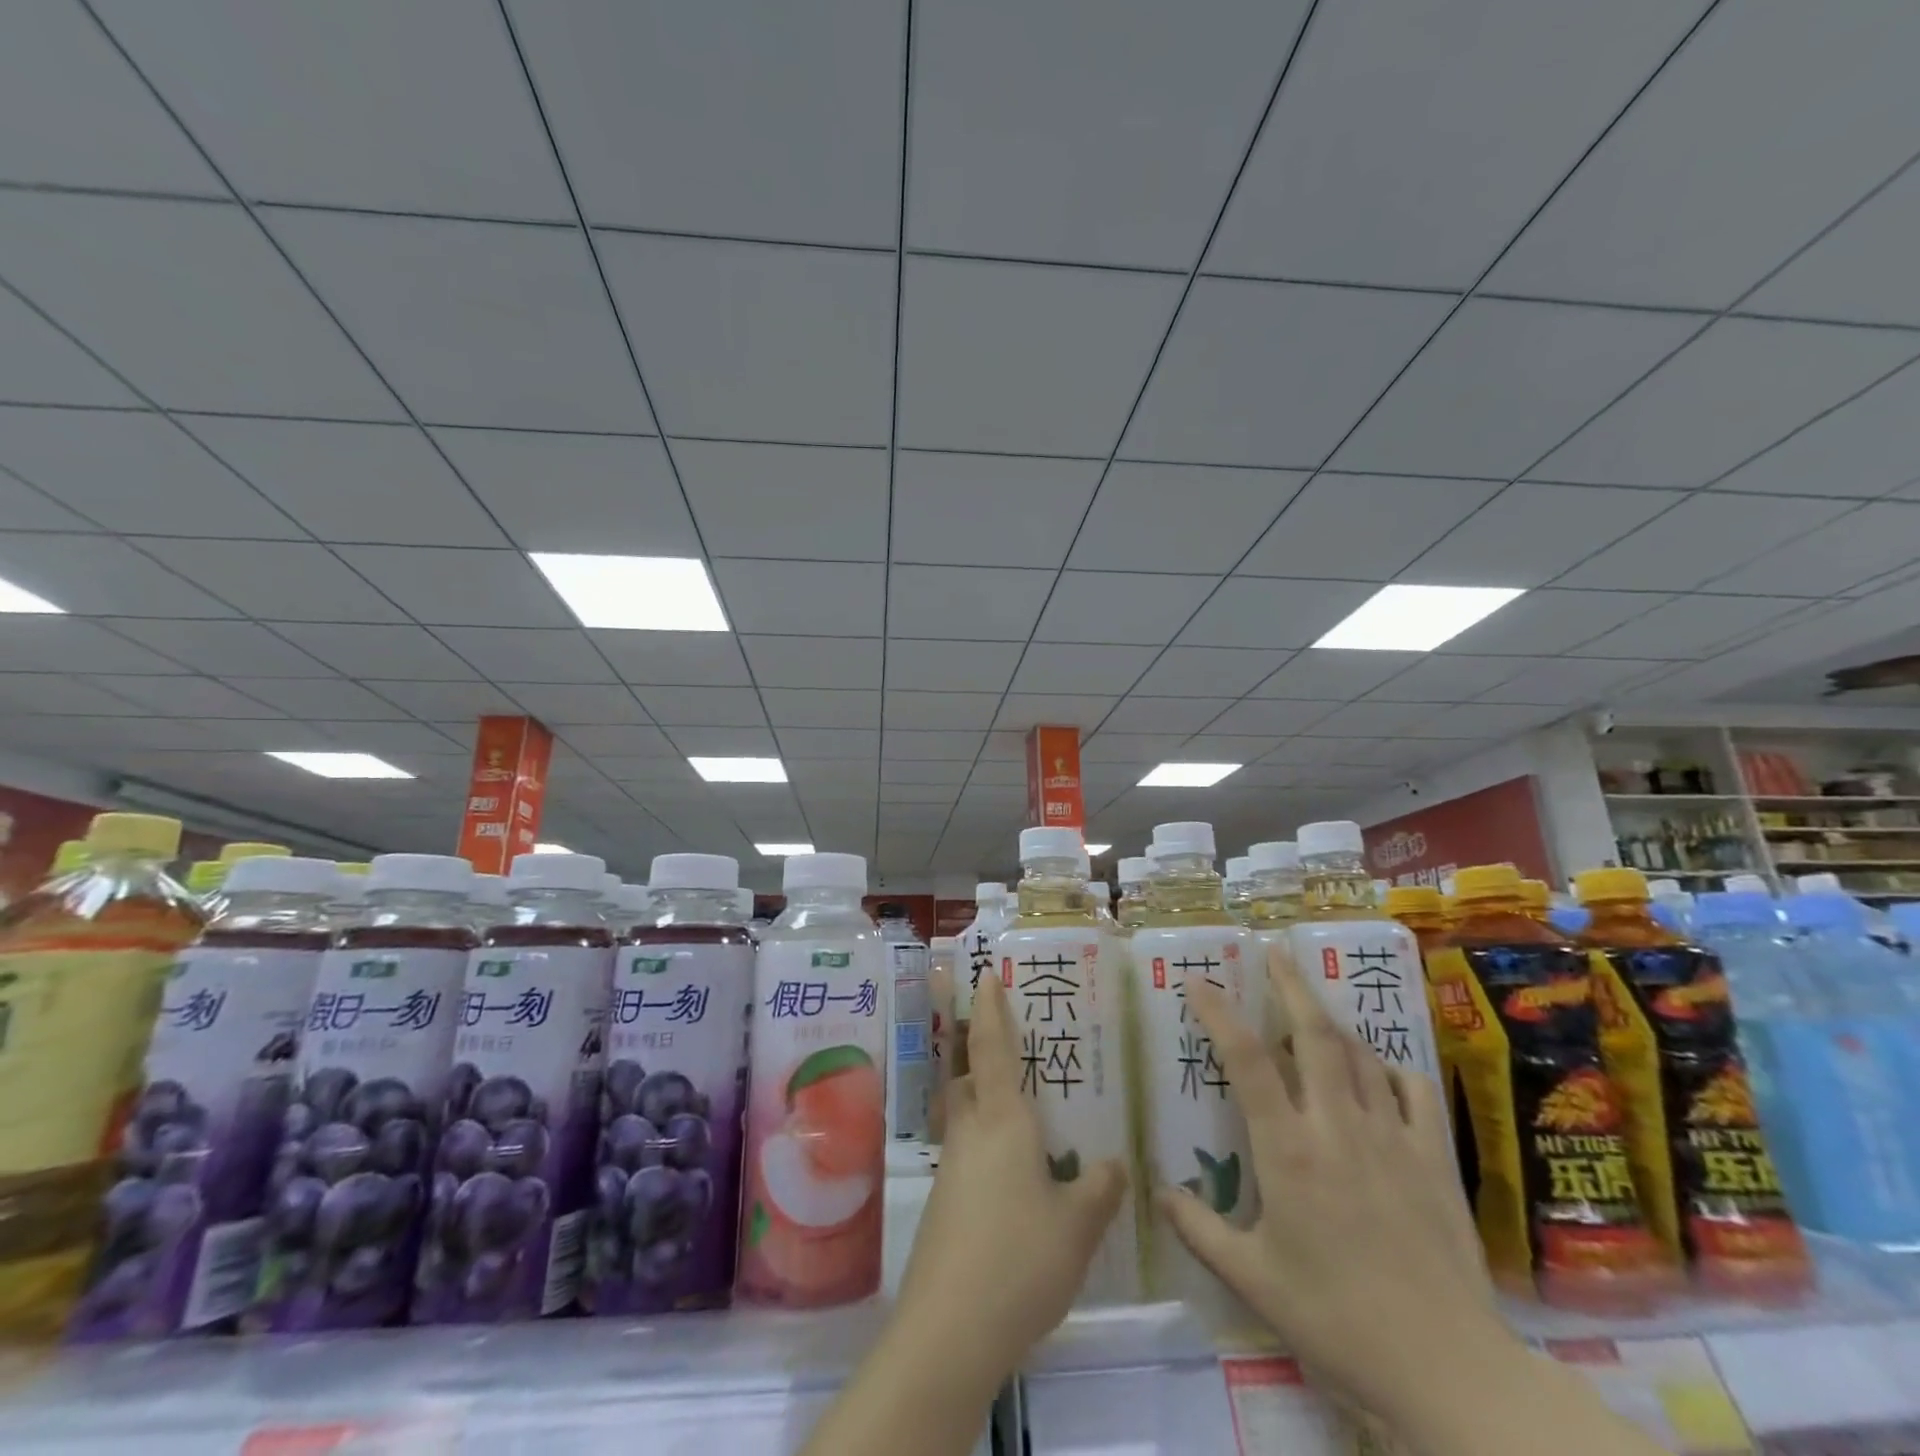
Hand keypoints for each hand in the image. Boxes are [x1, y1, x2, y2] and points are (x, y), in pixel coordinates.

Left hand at [894, 972, 1127, 1380]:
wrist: (948, 1331)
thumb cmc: (1018, 1261)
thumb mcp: (1077, 1227)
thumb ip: (1098, 1189)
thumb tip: (1114, 1163)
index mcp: (1002, 1121)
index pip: (991, 1047)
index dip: (989, 1008)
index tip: (986, 974)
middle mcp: (971, 1132)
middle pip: (970, 1075)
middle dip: (983, 1050)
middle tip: (1015, 1040)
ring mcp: (952, 1167)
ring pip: (968, 1113)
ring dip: (987, 1098)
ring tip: (1027, 1106)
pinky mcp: (945, 1202)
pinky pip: (969, 1150)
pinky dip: (989, 1142)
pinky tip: (1017, 1172)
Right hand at [1159, 951, 1501, 1419]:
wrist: (1450, 1370)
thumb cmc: (1337, 1321)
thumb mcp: (1254, 1281)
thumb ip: (1201, 1230)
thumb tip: (1160, 1192)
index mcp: (1288, 1150)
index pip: (1247, 1060)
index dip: (1219, 1013)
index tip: (1199, 982)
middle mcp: (1337, 1126)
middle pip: (1313, 1033)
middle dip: (1290, 983)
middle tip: (1274, 949)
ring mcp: (1391, 1136)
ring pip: (1359, 1054)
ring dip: (1331, 1020)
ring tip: (1312, 1002)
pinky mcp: (1434, 1158)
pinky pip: (1413, 1090)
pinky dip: (1391, 1068)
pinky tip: (1379, 1070)